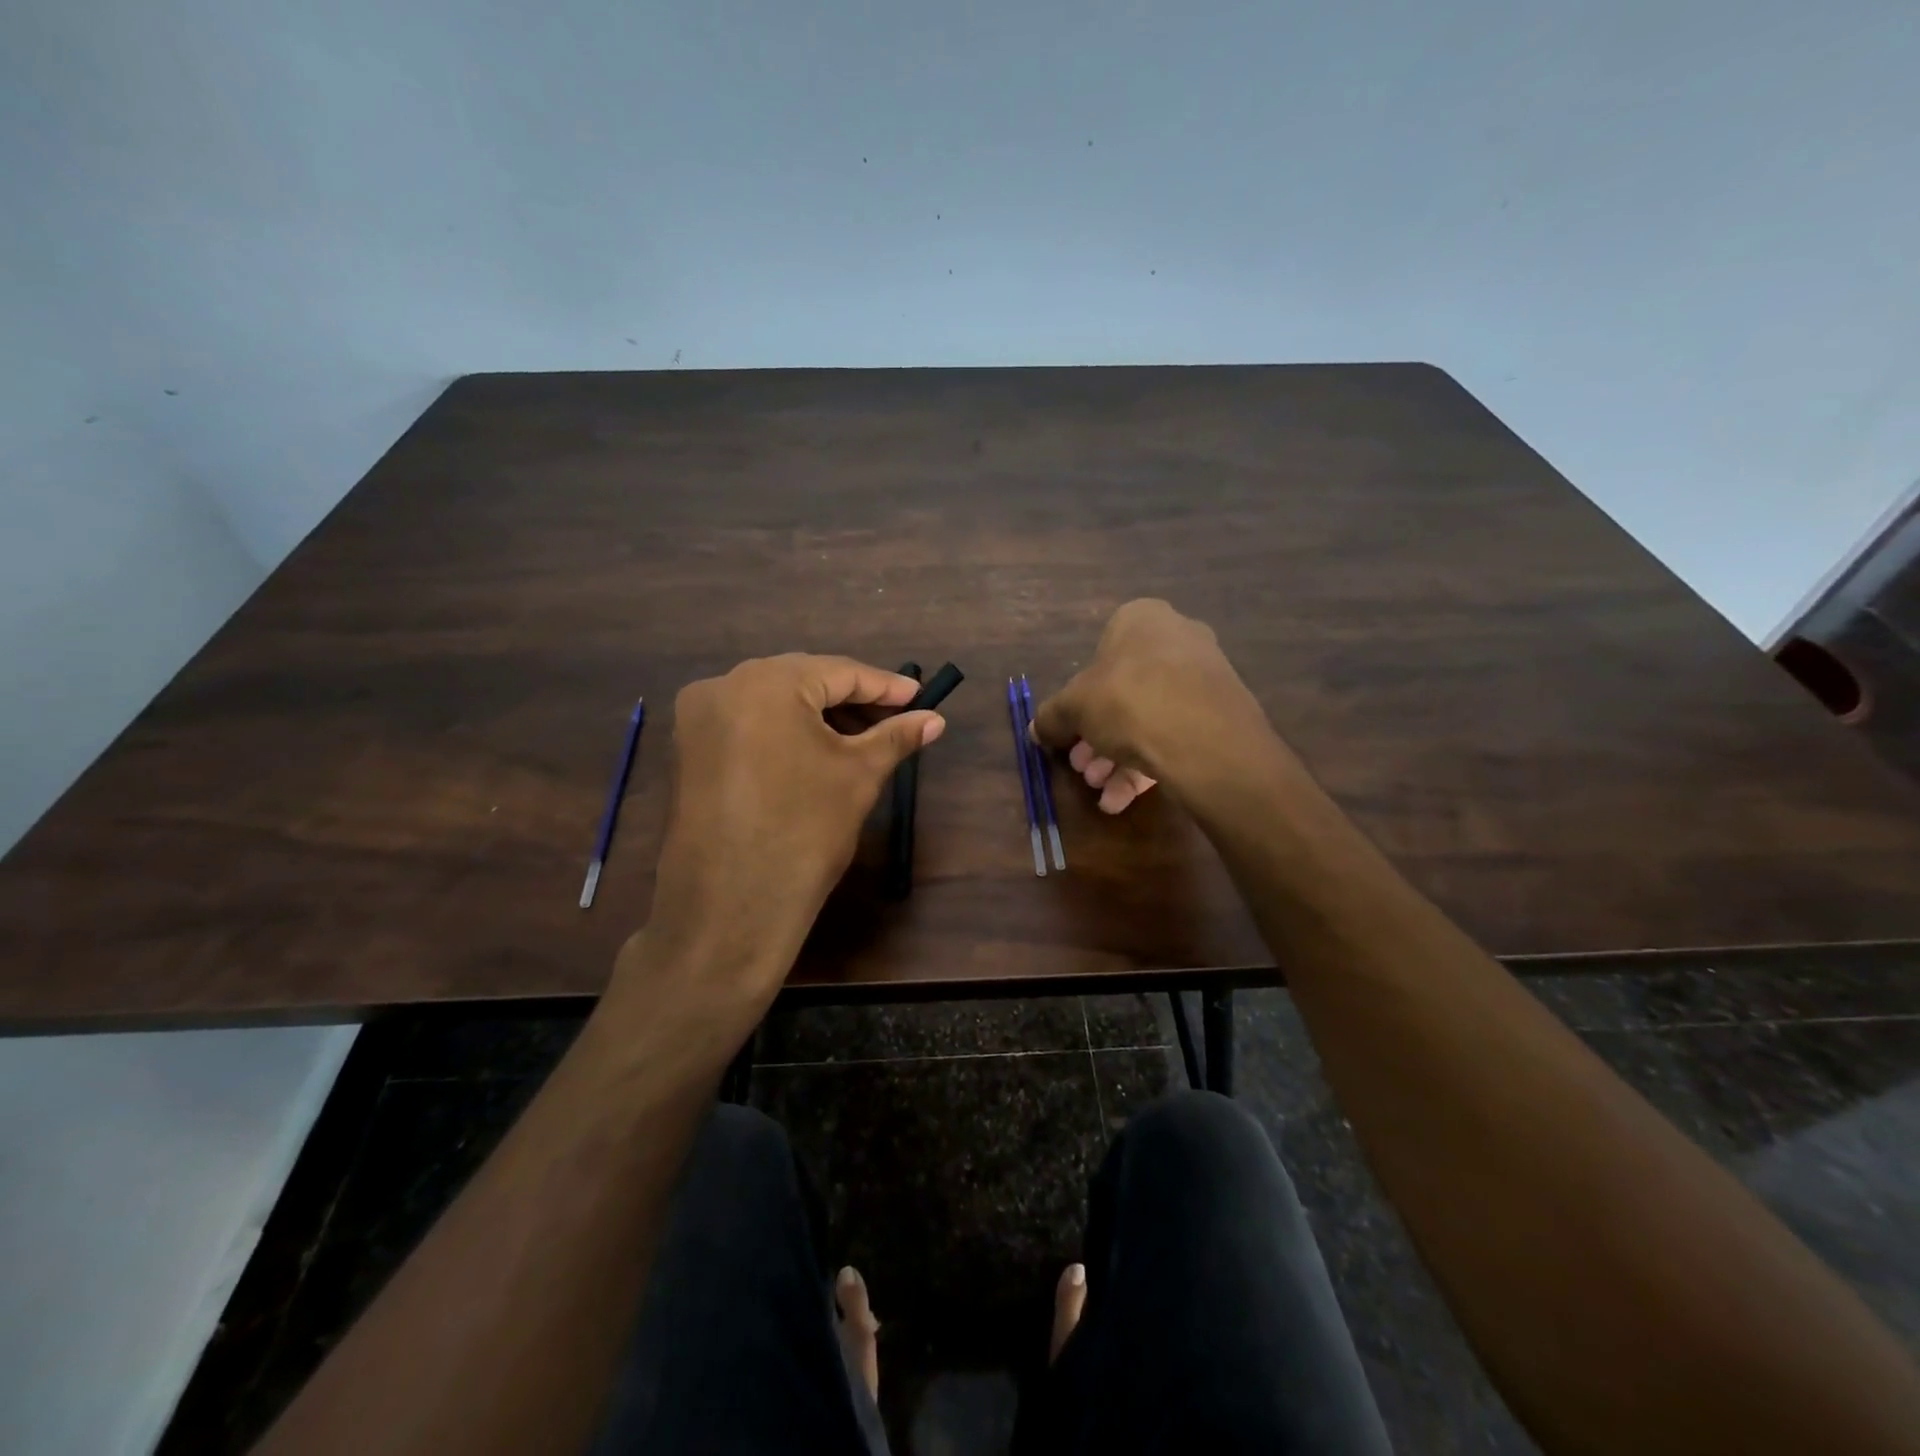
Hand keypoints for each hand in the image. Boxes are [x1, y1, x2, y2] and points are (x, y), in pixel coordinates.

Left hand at [613, 655, 943, 1029]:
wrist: (730, 909)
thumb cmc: (804, 831)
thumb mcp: (858, 776)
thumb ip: (896, 737)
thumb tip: (935, 719)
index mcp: (765, 682)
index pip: (839, 672)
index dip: (885, 686)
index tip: (921, 697)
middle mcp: (722, 686)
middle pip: (802, 681)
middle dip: (851, 700)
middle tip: (895, 720)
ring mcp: (697, 718)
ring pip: (773, 702)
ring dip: (818, 716)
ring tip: (862, 739)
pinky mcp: (688, 750)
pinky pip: (748, 724)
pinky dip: (785, 732)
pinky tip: (817, 752)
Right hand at [1032, 599, 1277, 811]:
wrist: (1204, 740)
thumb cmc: (1128, 702)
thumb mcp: (1073, 708)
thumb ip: (1051, 717)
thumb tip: (1036, 729)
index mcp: (1142, 620)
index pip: (1100, 654)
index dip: (1078, 699)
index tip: (1069, 733)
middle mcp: (1178, 640)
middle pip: (1124, 693)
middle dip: (1097, 737)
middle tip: (1084, 768)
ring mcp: (1204, 678)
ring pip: (1149, 719)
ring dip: (1117, 758)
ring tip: (1102, 790)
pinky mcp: (1222, 716)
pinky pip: (1175, 737)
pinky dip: (1147, 766)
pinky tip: (1123, 800)